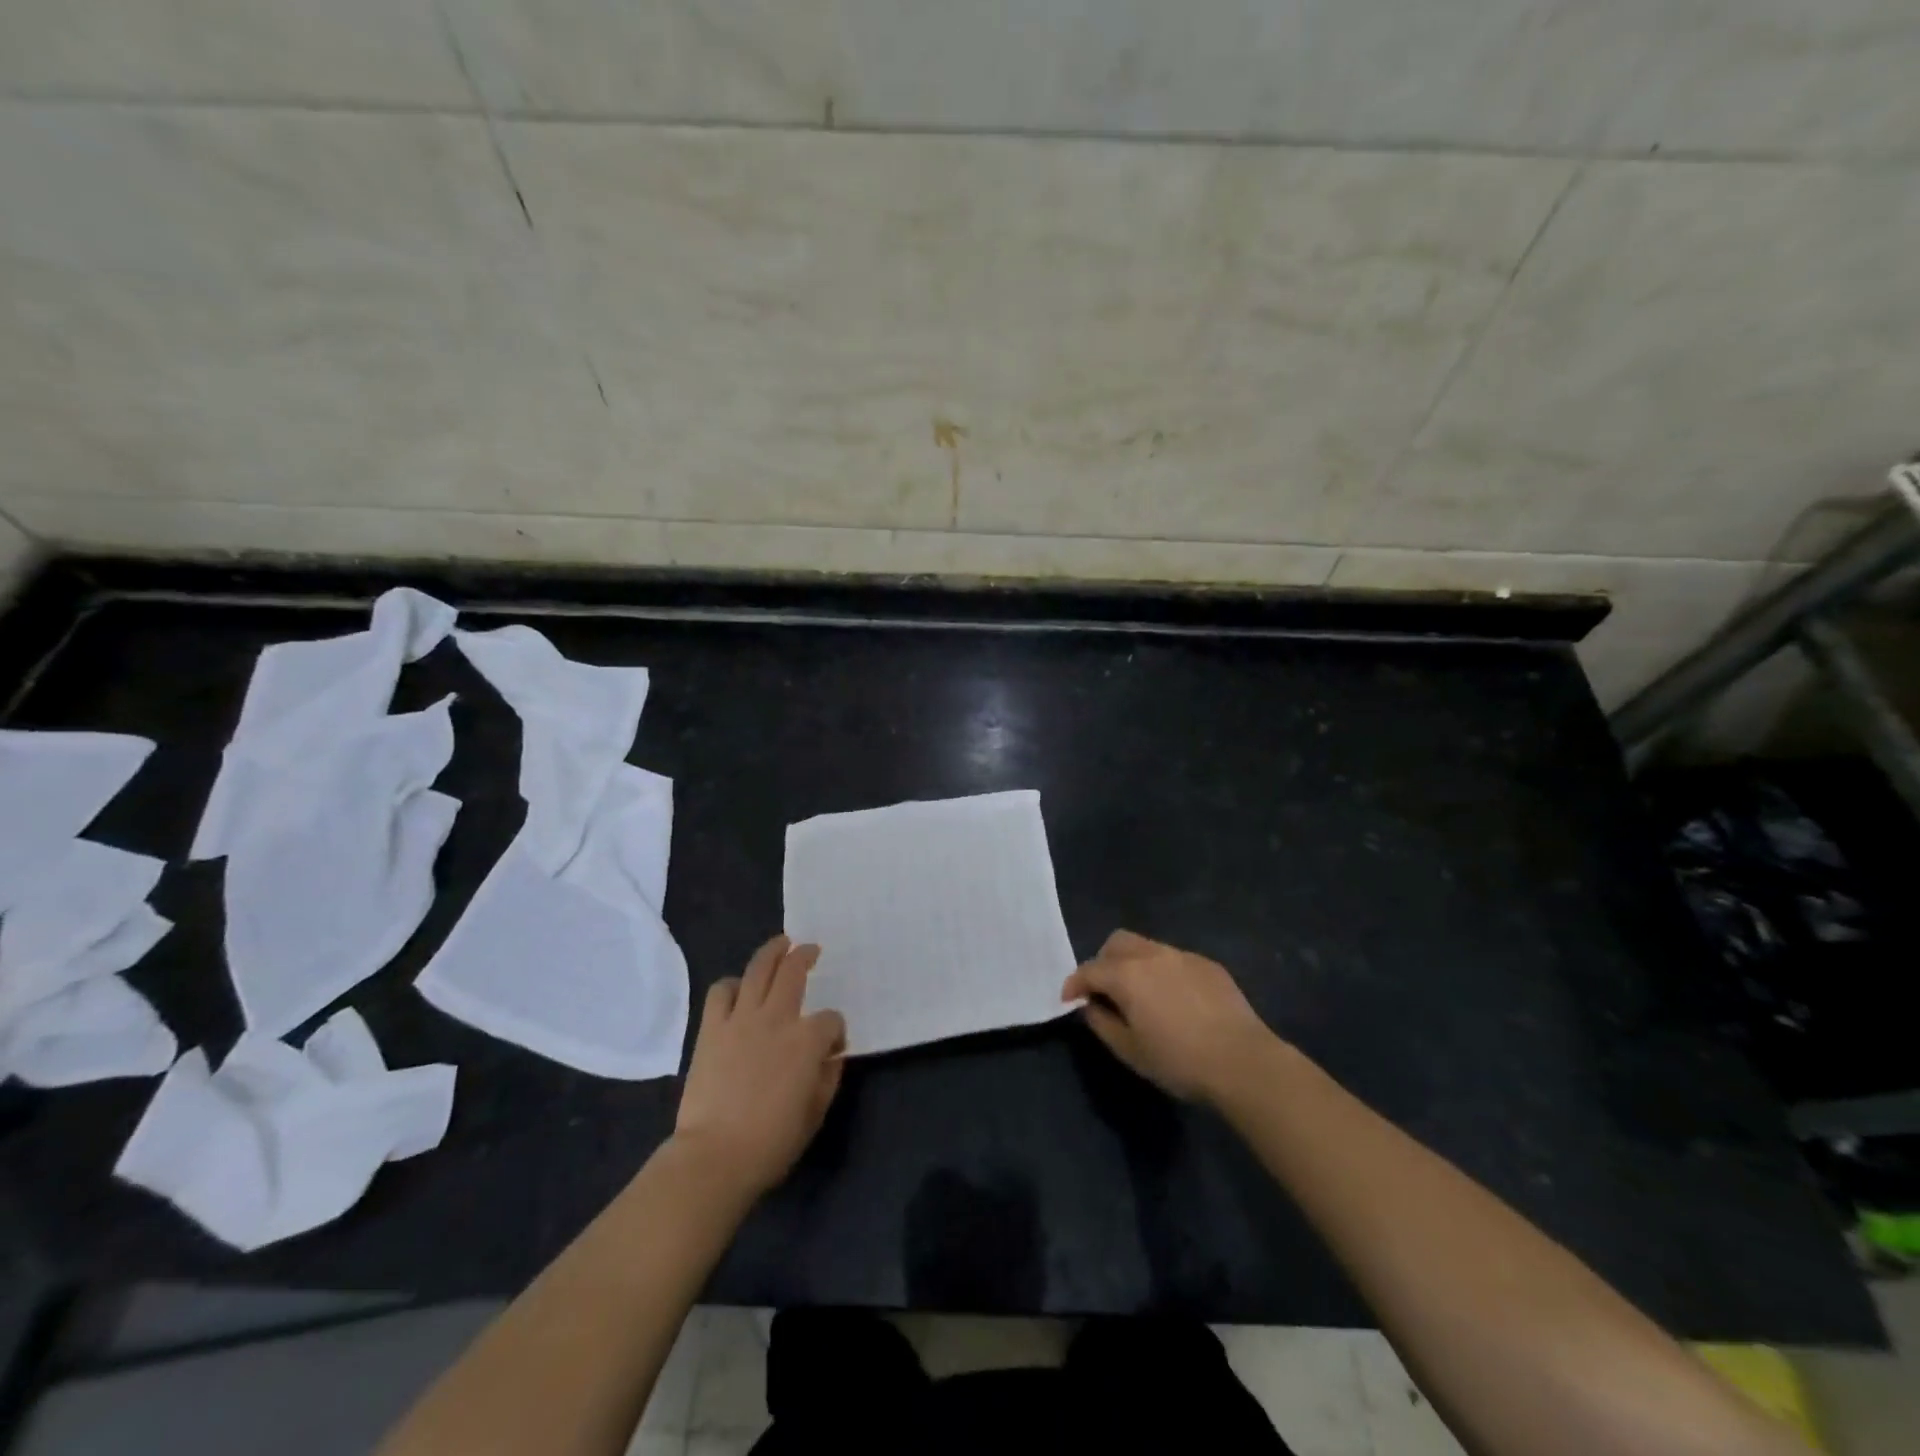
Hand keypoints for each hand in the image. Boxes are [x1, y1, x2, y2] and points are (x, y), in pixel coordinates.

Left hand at [673, 936, 847, 1199]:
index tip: (833, 1047)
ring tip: (780, 945)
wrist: (714, 1157)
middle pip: (794, 971)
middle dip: (806, 956)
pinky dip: (731, 985)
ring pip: (758, 968)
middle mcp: (777, 1018)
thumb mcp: (814, 1114)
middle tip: (810, 950)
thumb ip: (828, 1079)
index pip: (830, 1020)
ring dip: (772, 952)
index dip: (836, 1031)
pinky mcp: (712, 1028)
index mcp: (807, 1041)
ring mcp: (741, 1019)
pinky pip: (721, 991)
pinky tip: (738, 989)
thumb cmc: (771, 1143)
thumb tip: (831, 1058)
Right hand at [1062, 930, 1278, 1104]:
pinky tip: (1174, 999)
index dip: (1074, 984)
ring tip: (1139, 994)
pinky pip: (1174, 959)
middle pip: (1116, 943)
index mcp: (1127, 974)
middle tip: (1104, 991)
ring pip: (1146, 947)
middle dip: (1103, 962)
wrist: (1243, 1062)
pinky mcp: (1207, 965)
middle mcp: (1152, 955)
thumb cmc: (1179, 1061)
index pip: (1089, 970)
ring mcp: (1182, 956)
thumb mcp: (1130, 1051)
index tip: (1070, 1000)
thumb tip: (1091, 1006)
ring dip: (1133, 964)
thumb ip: (1102, 1023)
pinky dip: (1162, 971)